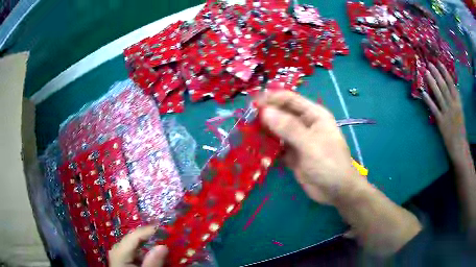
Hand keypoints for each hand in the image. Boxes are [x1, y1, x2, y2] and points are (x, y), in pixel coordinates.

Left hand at [109, 226, 167, 266]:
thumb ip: (153, 262)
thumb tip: (163, 246)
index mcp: (120, 251)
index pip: (135, 235)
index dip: (150, 230)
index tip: (167, 229)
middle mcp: (117, 248)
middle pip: (135, 238)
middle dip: (151, 237)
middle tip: (168, 237)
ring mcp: (119, 252)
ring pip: (135, 243)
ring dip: (149, 244)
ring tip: (164, 245)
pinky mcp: (122, 257)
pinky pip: (134, 250)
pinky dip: (145, 251)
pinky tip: (154, 255)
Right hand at [257, 90, 361, 204]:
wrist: (336, 191)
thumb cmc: (329, 163)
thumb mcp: (310, 144)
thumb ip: (288, 128)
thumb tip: (264, 111)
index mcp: (313, 115)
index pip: (290, 99)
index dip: (272, 98)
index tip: (252, 103)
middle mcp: (305, 124)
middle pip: (281, 114)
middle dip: (265, 115)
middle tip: (245, 119)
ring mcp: (298, 140)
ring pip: (277, 130)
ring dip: (264, 131)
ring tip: (246, 132)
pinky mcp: (292, 155)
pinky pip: (277, 147)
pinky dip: (267, 147)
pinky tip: (254, 148)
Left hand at [423, 61, 468, 164]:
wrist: (459, 147)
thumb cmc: (460, 128)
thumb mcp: (460, 110)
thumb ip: (455, 99)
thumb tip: (448, 86)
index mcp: (458, 102)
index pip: (451, 83)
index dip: (444, 72)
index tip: (438, 62)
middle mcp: (452, 105)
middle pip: (444, 86)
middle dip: (436, 74)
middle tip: (428, 63)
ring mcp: (447, 113)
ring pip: (438, 95)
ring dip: (431, 83)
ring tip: (425, 72)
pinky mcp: (441, 123)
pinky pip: (434, 109)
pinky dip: (428, 101)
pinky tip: (423, 93)